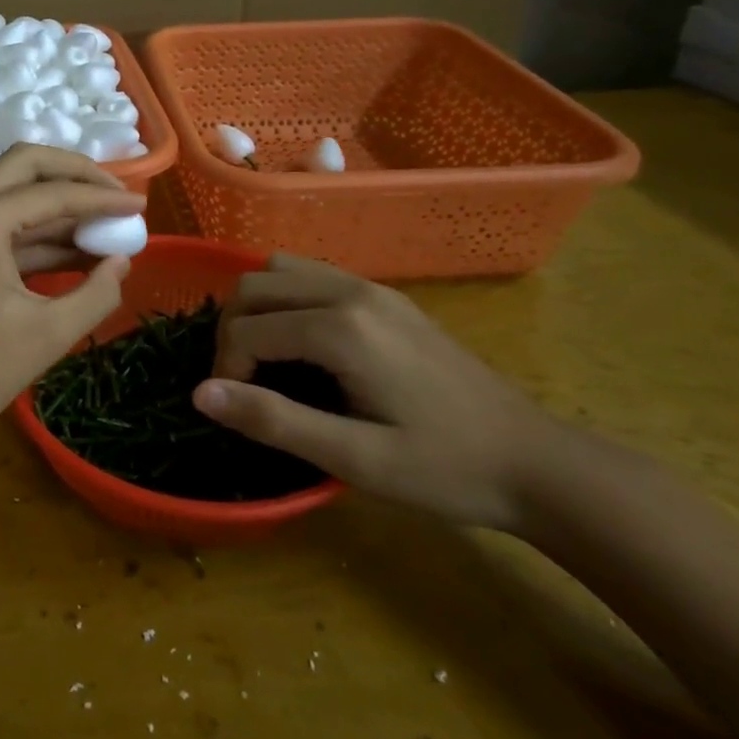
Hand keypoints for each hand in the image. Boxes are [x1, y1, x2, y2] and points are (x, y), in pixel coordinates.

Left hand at [0, 145, 144, 456]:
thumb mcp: (50, 332)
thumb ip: (97, 292)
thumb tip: (123, 260)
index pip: (52, 192)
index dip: (102, 197)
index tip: (142, 206)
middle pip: (25, 165)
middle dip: (75, 173)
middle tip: (116, 195)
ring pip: (13, 191)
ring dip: (59, 203)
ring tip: (107, 225)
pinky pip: (2, 223)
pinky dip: (39, 231)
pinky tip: (79, 250)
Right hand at [192, 254, 561, 530]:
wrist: (538, 463)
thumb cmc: (446, 469)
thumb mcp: (355, 459)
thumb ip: (273, 420)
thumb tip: (200, 393)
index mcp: (341, 328)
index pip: (247, 328)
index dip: (227, 369)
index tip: (240, 411)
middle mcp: (350, 291)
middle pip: (254, 284)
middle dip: (233, 330)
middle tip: (245, 382)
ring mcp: (371, 288)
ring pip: (279, 269)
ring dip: (257, 308)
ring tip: (266, 358)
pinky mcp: (386, 297)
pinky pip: (311, 275)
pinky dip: (286, 299)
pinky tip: (303, 344)